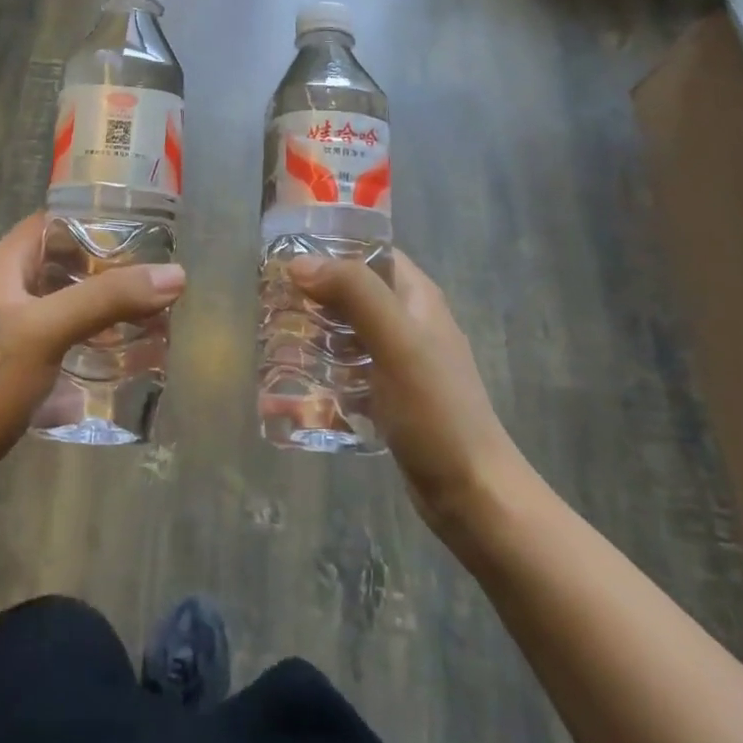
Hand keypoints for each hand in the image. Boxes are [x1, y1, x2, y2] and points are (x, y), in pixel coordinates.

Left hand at [0, 215, 186, 499]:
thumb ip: (108, 299)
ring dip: (95, 308)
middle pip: (60, 264)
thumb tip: (175, 275)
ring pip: (58, 305)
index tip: (139, 235)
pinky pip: (53, 341)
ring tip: (141, 317)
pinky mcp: (7, 367)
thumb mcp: (48, 330)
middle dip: (103, 270)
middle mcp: (1, 290)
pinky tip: (110, 359)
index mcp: (2, 266)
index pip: (52, 223)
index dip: (92, 222)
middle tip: (149, 280)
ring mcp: (2, 331)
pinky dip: (82, 342)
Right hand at [289, 251, 521, 533]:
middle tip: (270, 299)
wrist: (472, 494)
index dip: (331, 247)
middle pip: (354, 291)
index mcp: (418, 298)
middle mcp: (409, 321)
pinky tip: (296, 378)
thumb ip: (355, 294)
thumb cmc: (436, 411)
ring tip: (274, 335)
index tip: (286, 255)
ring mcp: (400, 360)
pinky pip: (349, 367)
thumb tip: (299, 262)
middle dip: (314, 292)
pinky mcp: (389, 395)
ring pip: (348, 329)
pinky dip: (324, 366)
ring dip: (315, 329)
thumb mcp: (397, 342)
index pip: (371, 252)